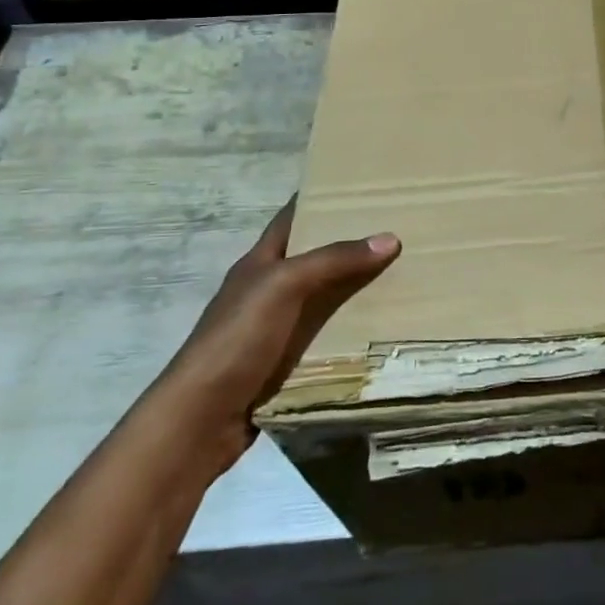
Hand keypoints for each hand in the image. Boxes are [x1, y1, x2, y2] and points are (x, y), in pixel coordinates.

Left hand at [152, 199, 399, 478]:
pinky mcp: (285, 362)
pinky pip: (326, 335)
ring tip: (403, 273)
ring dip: (356, 288)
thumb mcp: (284, 286)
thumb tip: (390, 238)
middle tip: (398, 228)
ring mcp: (275, 328)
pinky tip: (382, 325)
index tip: (361, 186)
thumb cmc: (237, 339)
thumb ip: (334, 260)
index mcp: (259, 263)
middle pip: (314, 257)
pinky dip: (351, 328)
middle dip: (350, 243)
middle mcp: (267, 290)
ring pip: (324, 297)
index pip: (292, 217)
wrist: (201, 419)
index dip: (320, 198)